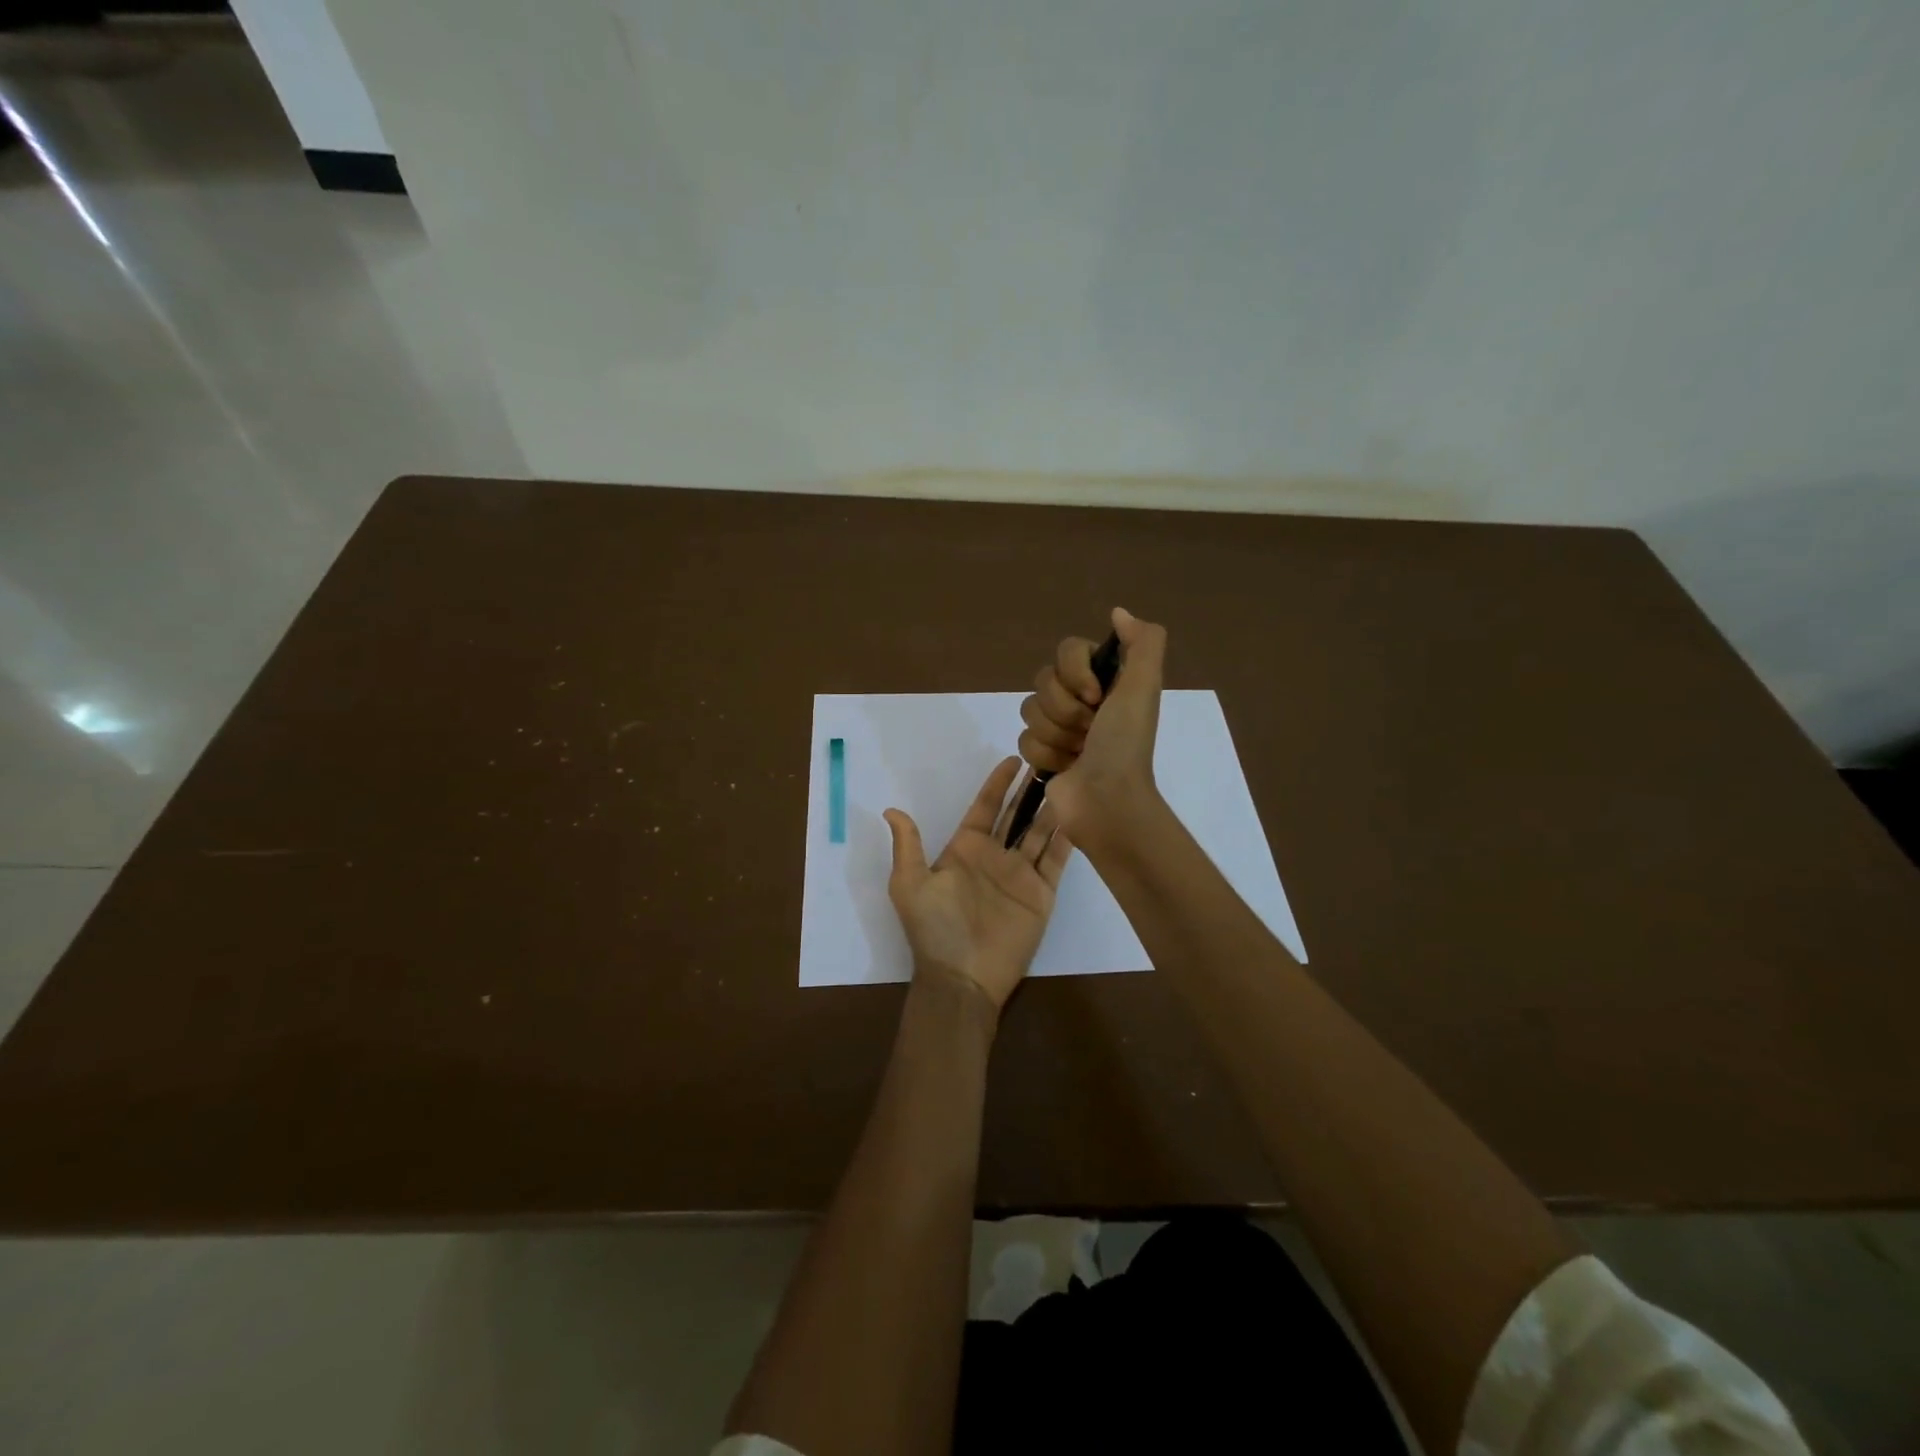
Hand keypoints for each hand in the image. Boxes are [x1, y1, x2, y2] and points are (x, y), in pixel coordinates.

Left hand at [883, 757, 1073, 1010]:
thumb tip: (891, 809)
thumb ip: (907, 845)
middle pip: (1016, 815)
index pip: (985, 807)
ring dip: (1052, 809)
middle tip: (1050, 762)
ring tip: (1069, 781)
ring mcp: (1020, 874)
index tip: (1014, 759)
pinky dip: (1067, 840)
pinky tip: (1079, 816)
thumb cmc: (933, 928)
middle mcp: (995, 856)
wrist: (961, 977)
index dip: (998, 783)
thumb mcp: (909, 883)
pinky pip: (1056, 860)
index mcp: (965, 848)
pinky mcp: (1041, 894)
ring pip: (1039, 832)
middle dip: (1030, 790)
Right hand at [1017, 606, 1167, 851]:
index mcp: (1106, 680)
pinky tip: (1065, 768)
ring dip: (1056, 735)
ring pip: (1029, 711)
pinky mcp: (1043, 754)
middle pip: (1043, 681)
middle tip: (1090, 730)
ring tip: (1079, 753)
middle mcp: (1082, 700)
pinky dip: (1045, 755)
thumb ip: (1142, 643)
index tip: (1096, 697)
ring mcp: (1060, 728)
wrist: (1108, 802)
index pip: (1067, 650)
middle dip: (1065, 710)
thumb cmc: (1124, 745)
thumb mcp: (1144, 687)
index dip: (1075, 673)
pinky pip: (1023, 740)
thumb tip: (1118, 612)